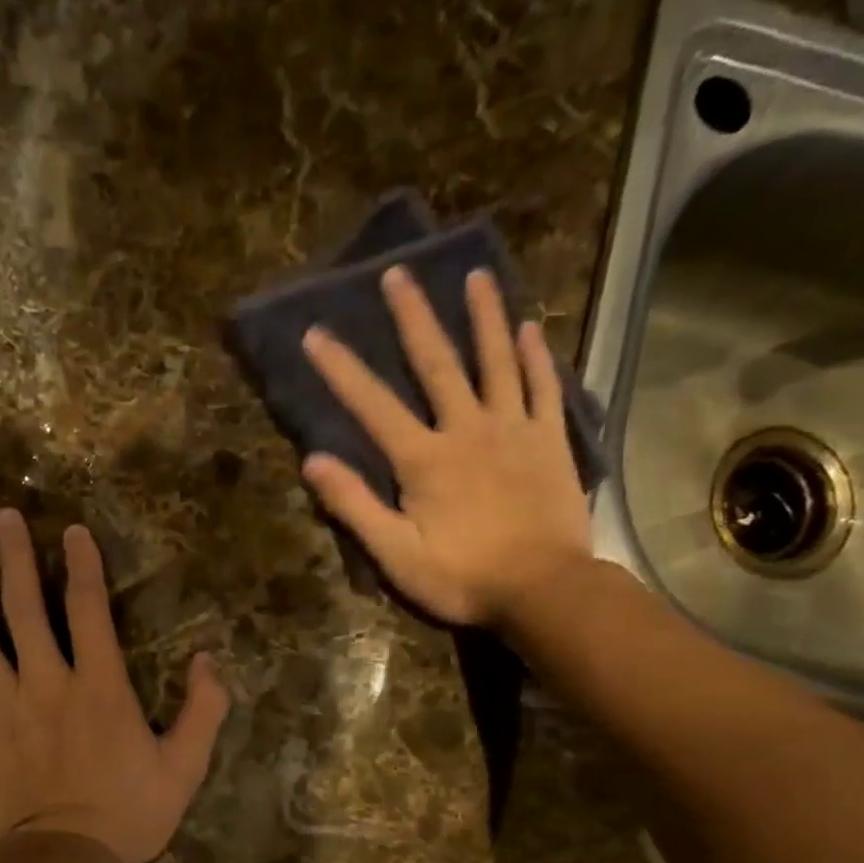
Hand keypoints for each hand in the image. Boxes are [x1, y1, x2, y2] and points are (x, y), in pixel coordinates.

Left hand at [0, 510, 230, 862]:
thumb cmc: (129, 814)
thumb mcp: (185, 767)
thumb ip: (203, 711)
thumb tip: (211, 660)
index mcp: (98, 685)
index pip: (88, 610)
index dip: (83, 566)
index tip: (72, 531)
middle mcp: (46, 682)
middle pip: (24, 608)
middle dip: (13, 557)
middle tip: (1, 516)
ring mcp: (2, 706)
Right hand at [300, 267, 592, 627]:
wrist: (544, 589)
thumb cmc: (462, 577)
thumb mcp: (395, 554)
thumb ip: (354, 505)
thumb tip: (313, 461)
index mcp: (424, 459)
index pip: (373, 405)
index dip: (341, 369)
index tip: (317, 332)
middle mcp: (467, 429)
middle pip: (437, 364)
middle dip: (414, 318)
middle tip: (398, 272)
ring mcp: (514, 430)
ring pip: (496, 362)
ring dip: (483, 317)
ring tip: (476, 275)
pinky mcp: (550, 441)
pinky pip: (543, 389)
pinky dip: (536, 357)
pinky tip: (529, 329)